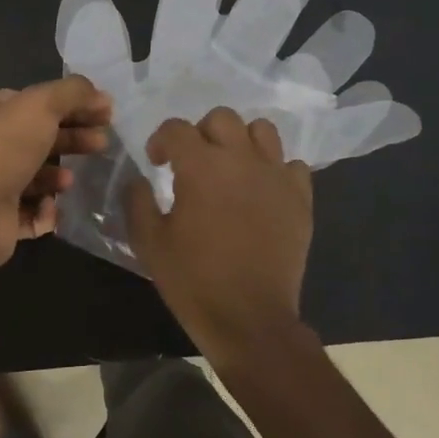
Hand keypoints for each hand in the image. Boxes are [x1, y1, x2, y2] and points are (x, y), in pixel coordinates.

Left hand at [0, 76, 112, 270]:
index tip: (106, 112)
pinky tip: (51, 206)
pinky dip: (46, 210)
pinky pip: (33, 211)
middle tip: (102, 143)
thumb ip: (73, 93)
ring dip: (59, 175)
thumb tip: (102, 96)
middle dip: (74, 138)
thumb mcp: (41, 104)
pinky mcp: (0, 217)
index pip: (37, 100)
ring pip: (38, 175)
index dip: (73, 103)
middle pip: (42, 136)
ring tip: (70, 180)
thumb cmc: (4, 148)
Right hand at [126, 108, 313, 360]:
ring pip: (262, 130)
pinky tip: (262, 191)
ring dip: (241, 141)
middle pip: (222, 118)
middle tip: (193, 162)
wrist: (250, 319)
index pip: (176, 128)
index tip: (156, 163)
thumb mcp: (149, 243)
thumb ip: (138, 201)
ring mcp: (276, 176)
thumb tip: (140, 179)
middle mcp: (241, 159)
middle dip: (201, 133)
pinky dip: (275, 169)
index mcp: (201, 166)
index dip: (160, 140)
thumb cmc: (193, 280)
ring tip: (231, 168)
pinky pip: (291, 164)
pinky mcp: (300, 198)